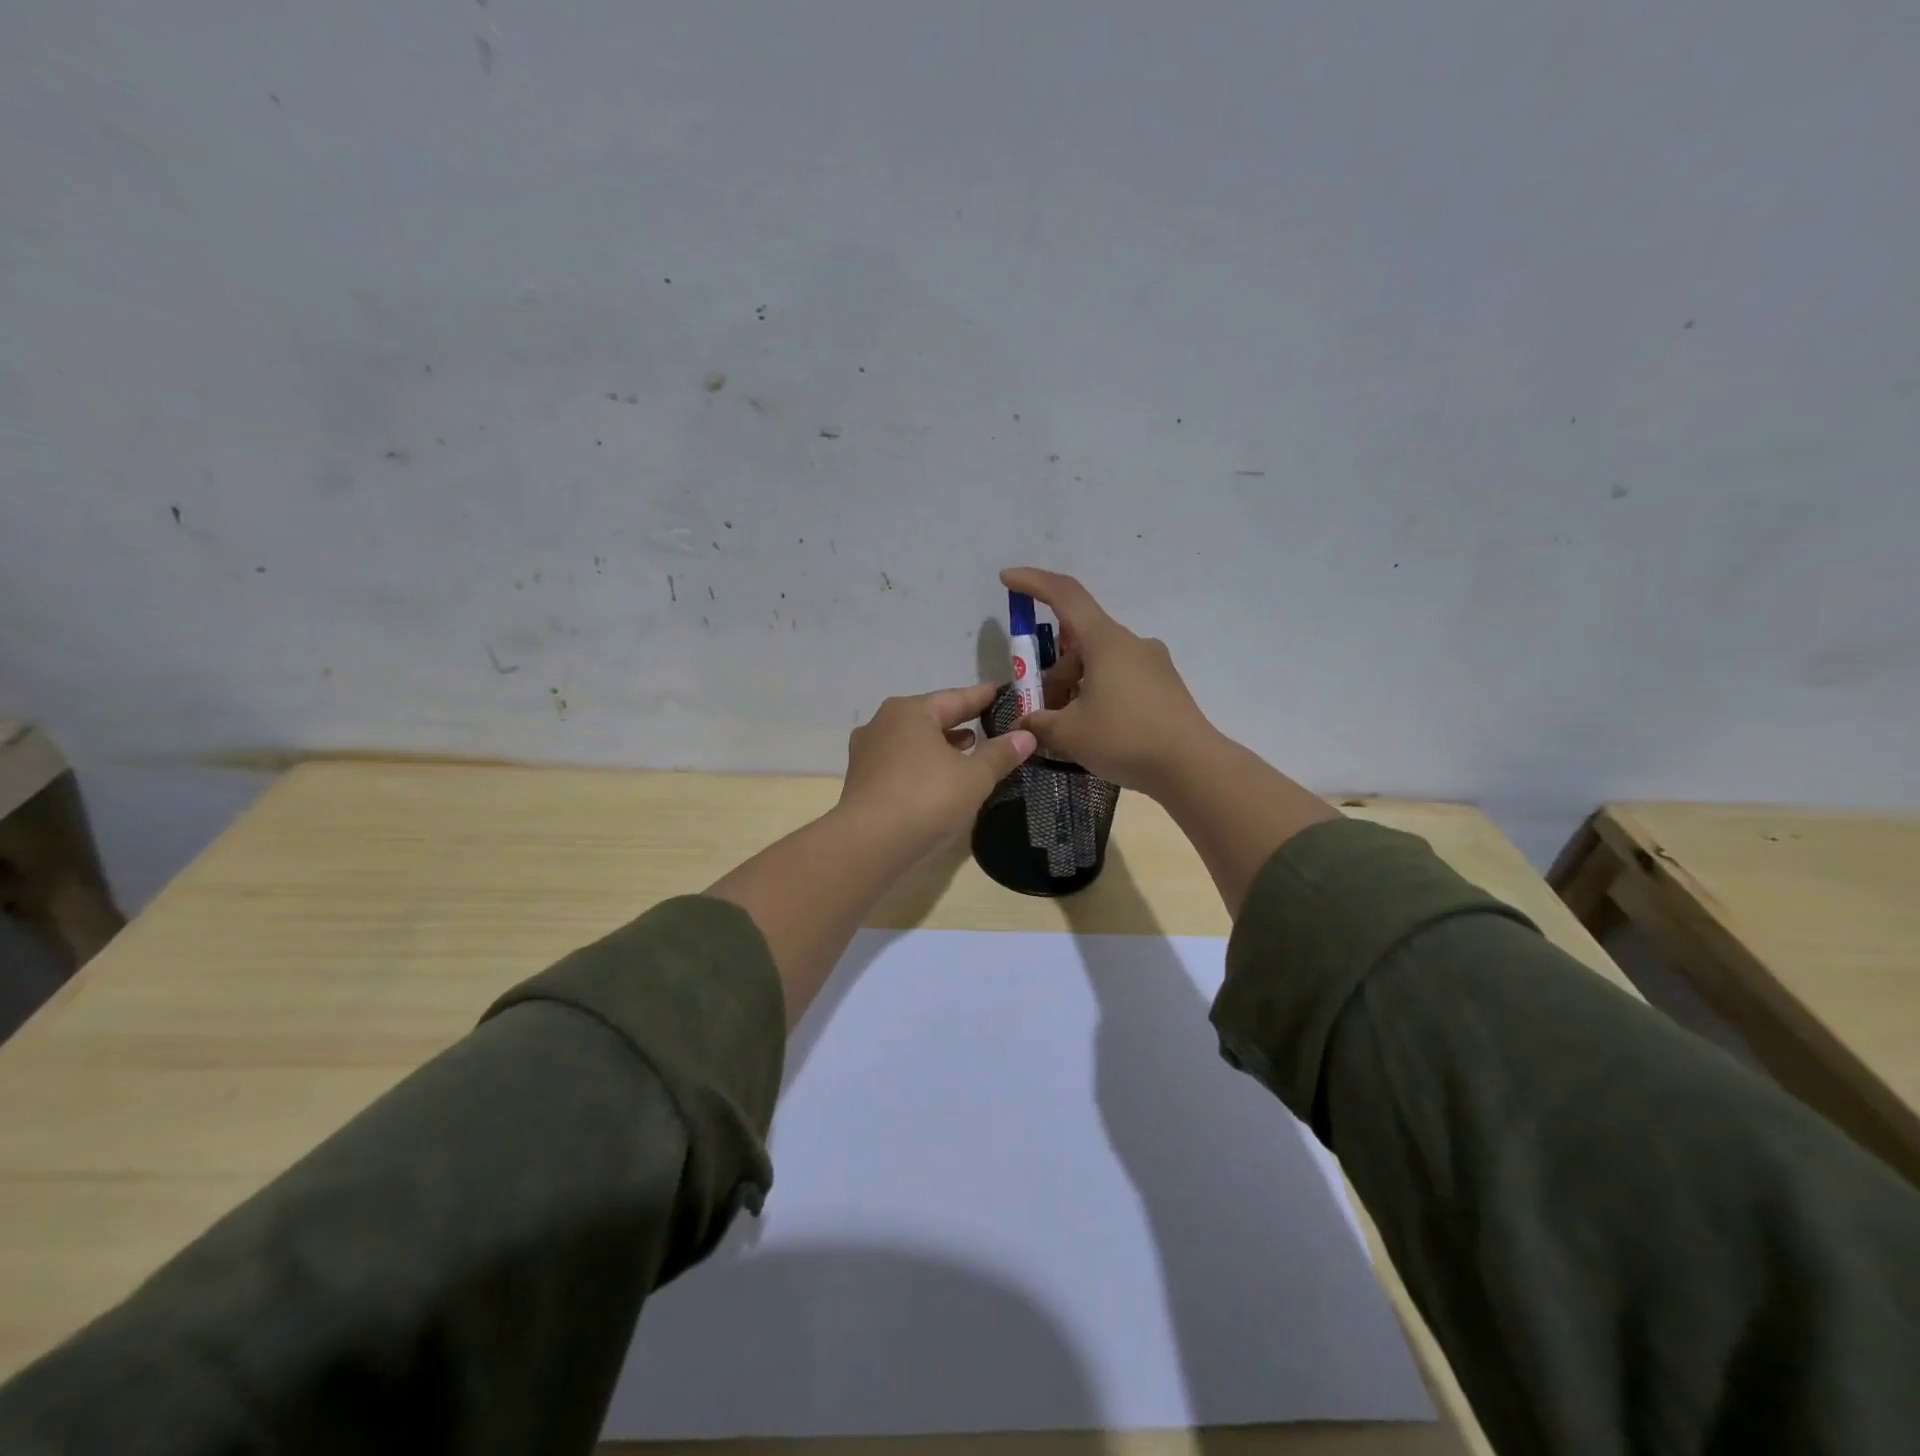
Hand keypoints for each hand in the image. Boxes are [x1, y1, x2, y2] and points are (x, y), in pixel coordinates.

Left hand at [837, 684, 1037, 853]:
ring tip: (967, 750)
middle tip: (988, 723)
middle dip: (959, 721)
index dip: (981, 697)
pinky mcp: (862, 780)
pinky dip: (922, 764)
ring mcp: (868, 752)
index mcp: (910, 711)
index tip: (1000, 693)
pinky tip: (938, 777)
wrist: (869, 843)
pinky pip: (900, 762)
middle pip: (930, 717)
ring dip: (940, 744)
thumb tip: (1026, 735)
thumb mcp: (974, 777)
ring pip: (913, 741)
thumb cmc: (926, 798)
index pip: (955, 698)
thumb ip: (1000, 754)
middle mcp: (883, 723)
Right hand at [999, 567, 1215, 793]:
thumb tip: (1025, 723)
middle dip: (1052, 673)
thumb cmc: (1125, 739)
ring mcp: (1152, 665)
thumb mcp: (1069, 733)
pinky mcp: (1164, 687)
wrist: (1192, 768)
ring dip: (1074, 688)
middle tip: (1038, 711)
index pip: (1065, 595)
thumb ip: (1039, 722)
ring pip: (1099, 665)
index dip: (1032, 583)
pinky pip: (1120, 680)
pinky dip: (1097, 696)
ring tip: (1065, 731)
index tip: (1007, 579)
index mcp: (1106, 641)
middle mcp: (1131, 644)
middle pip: (1079, 644)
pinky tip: (1094, 732)